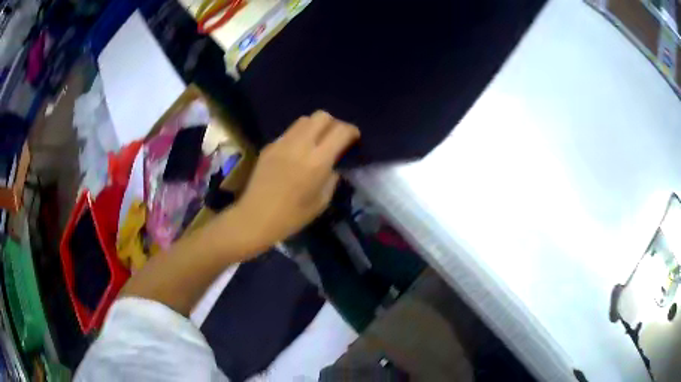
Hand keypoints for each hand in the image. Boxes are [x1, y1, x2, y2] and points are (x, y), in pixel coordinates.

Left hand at [230, 110, 359, 253]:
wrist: (255, 217)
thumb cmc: (292, 216)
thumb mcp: (321, 201)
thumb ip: (332, 179)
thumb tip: (333, 166)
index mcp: (317, 161)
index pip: (340, 131)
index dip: (351, 131)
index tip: (354, 138)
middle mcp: (300, 145)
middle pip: (322, 116)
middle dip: (333, 123)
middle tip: (335, 138)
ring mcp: (282, 143)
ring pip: (304, 120)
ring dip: (315, 127)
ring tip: (316, 142)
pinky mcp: (269, 146)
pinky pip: (289, 132)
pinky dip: (298, 136)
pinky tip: (296, 152)